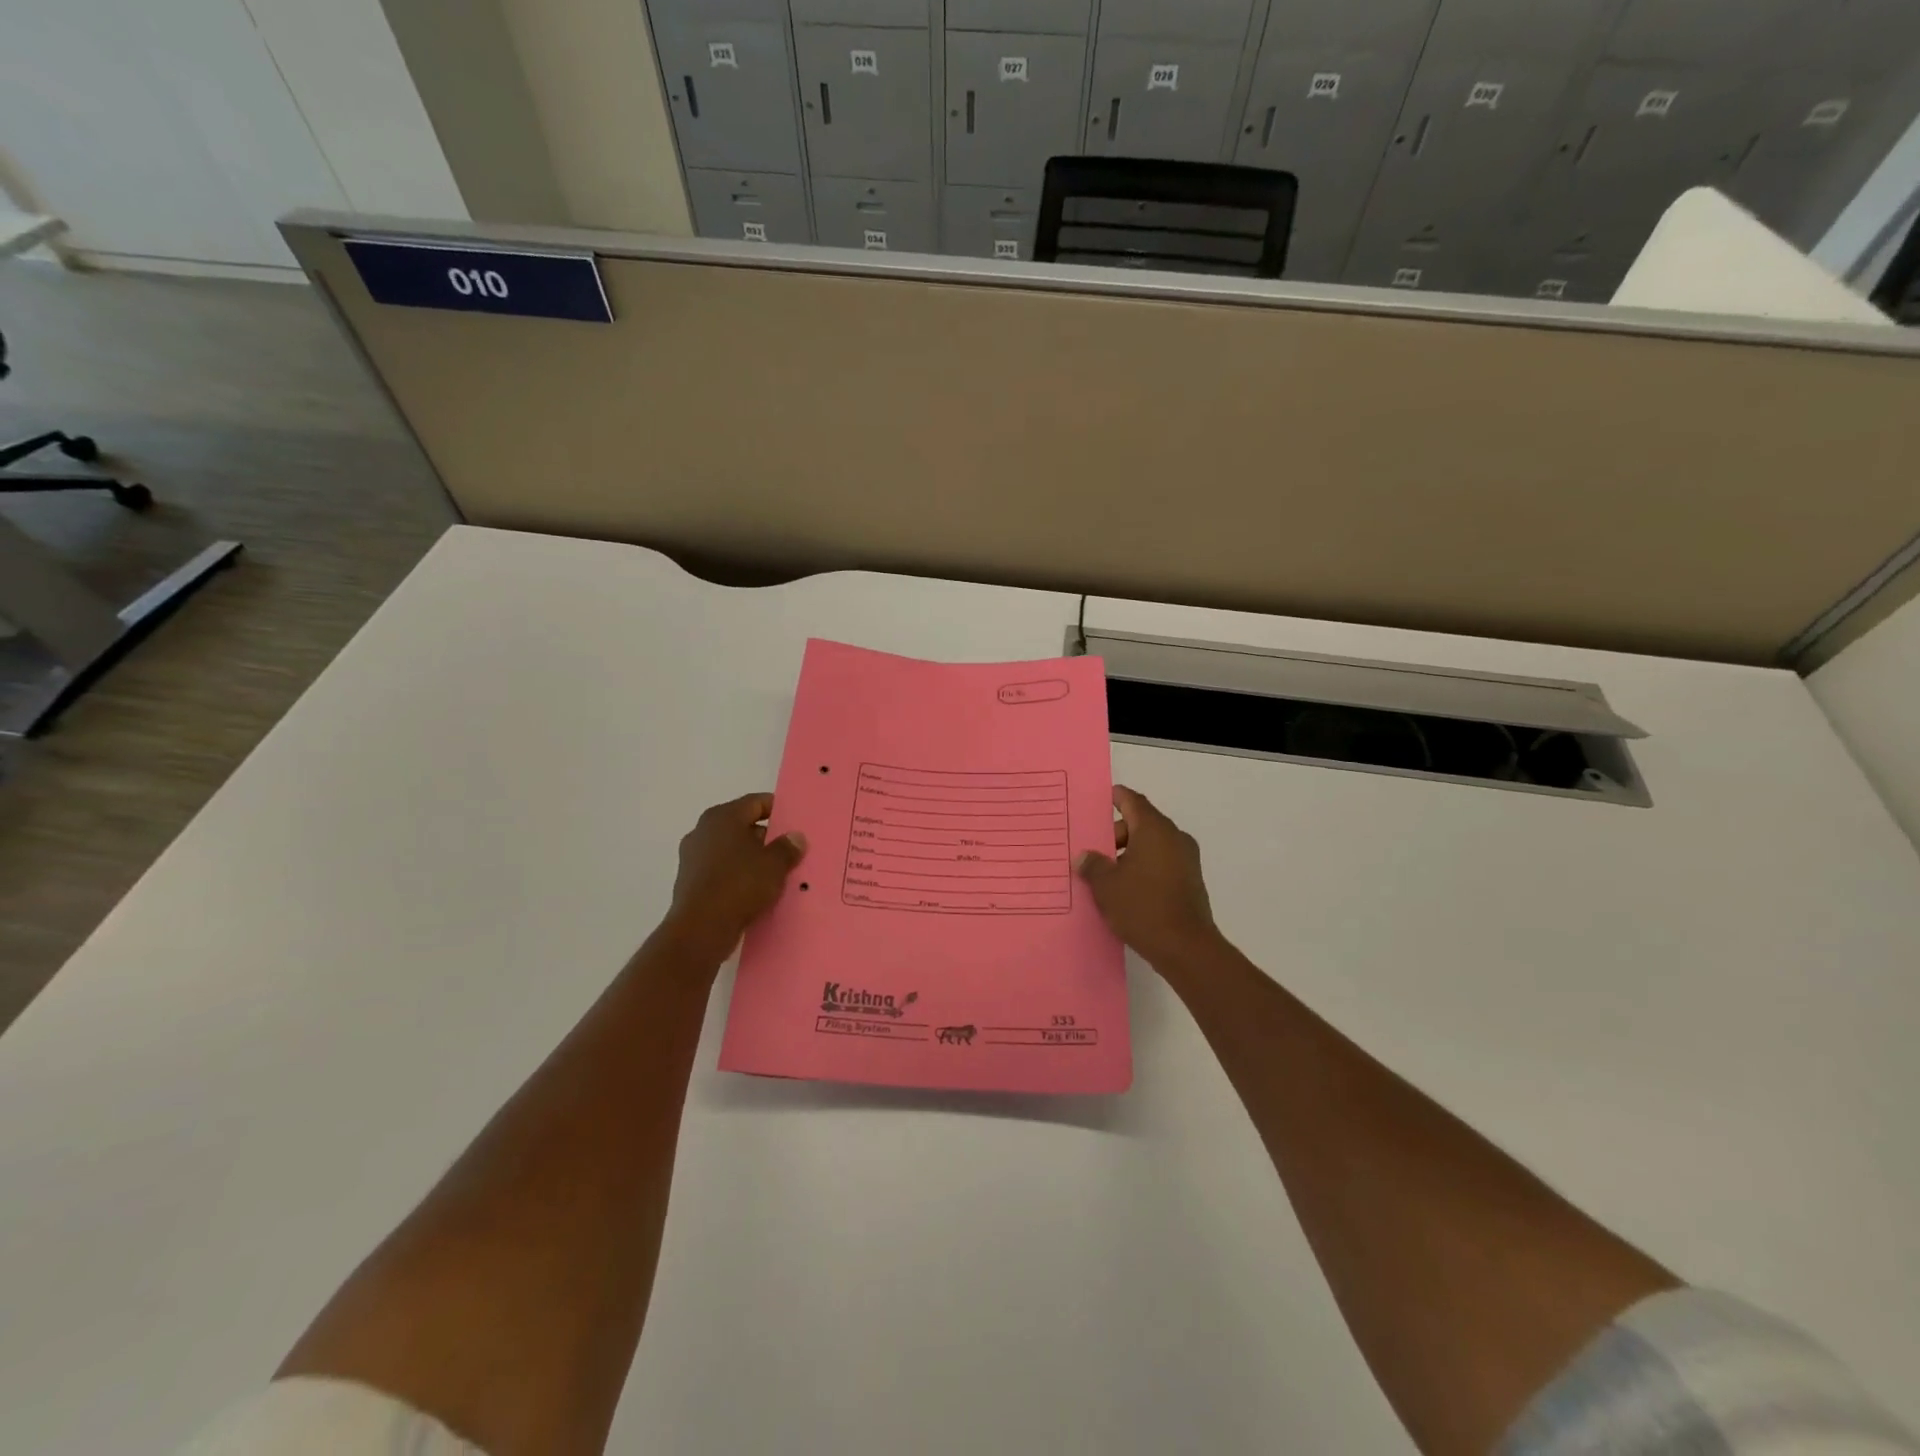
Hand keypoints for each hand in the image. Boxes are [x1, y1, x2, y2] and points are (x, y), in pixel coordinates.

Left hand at [661, 793, 806, 960]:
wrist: (701, 928)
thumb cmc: (740, 885)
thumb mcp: (774, 865)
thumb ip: (787, 847)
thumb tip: (795, 836)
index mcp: (722, 817)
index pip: (755, 802)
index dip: (777, 809)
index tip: (794, 822)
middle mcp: (703, 831)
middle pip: (741, 826)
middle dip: (765, 837)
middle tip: (788, 850)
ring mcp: (692, 856)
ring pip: (730, 850)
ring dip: (750, 858)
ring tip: (774, 872)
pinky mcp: (689, 881)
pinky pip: (720, 870)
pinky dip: (736, 875)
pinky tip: (754, 890)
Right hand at [1076, 786, 1220, 970]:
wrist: (1186, 947)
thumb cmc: (1142, 907)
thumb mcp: (1106, 886)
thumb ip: (1093, 865)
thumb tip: (1085, 856)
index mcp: (1154, 830)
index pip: (1133, 801)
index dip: (1116, 798)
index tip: (1100, 800)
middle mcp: (1174, 838)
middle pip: (1141, 823)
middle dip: (1116, 834)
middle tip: (1093, 851)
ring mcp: (1186, 860)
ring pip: (1152, 845)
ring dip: (1130, 853)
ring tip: (1106, 874)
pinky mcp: (1190, 881)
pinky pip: (1162, 862)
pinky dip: (1144, 867)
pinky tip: (1126, 889)